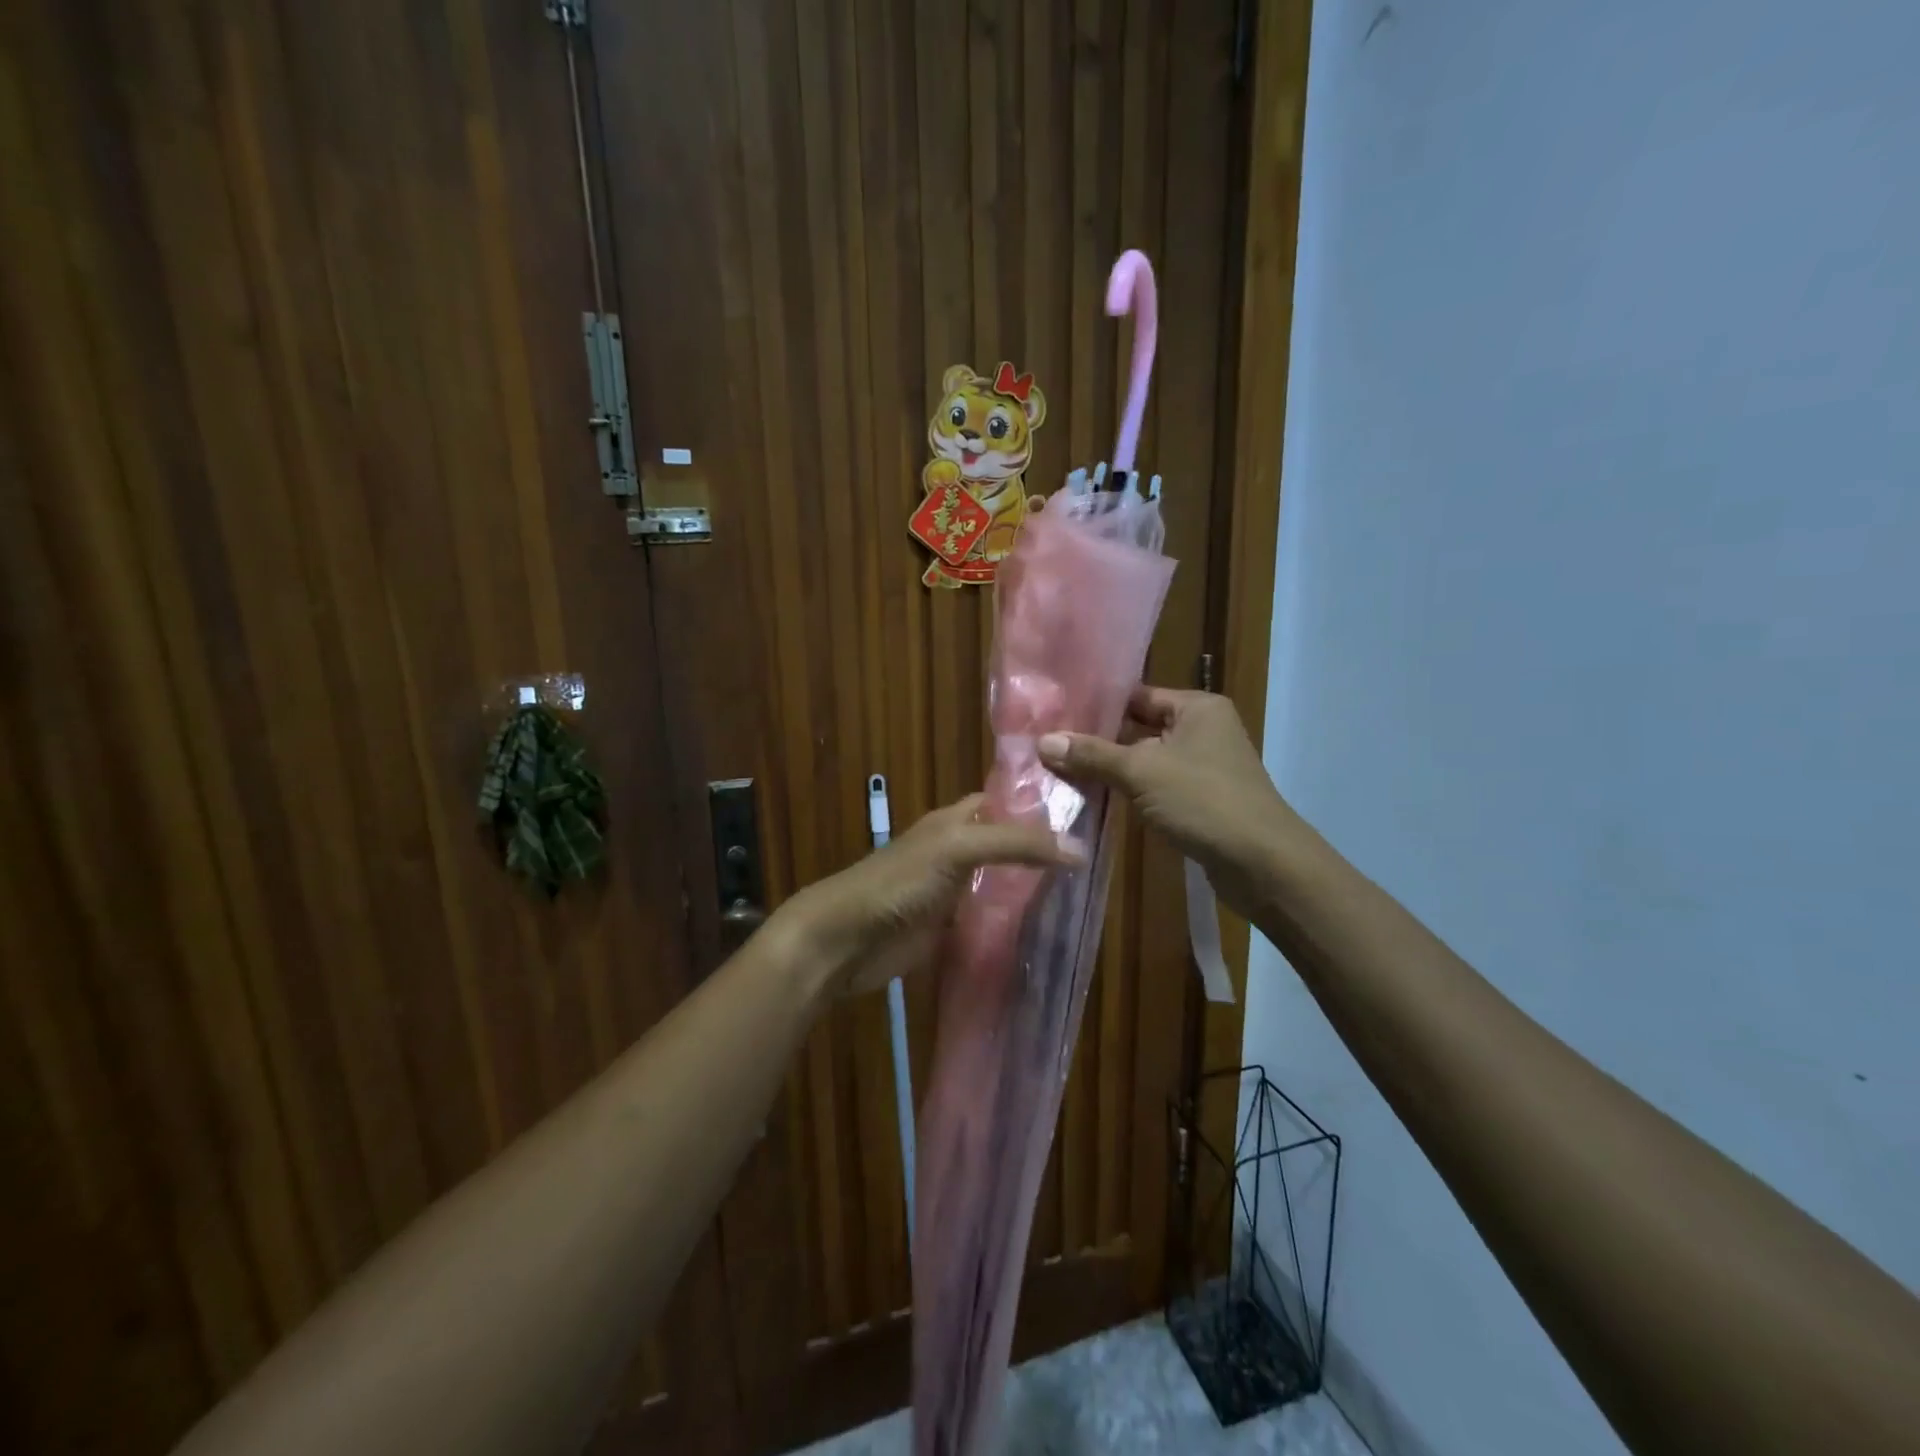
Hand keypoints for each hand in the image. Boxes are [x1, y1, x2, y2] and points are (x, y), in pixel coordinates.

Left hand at [777, 795, 1077, 996]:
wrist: (846, 939)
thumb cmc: (900, 881)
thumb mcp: (958, 849)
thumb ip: (1016, 844)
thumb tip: (1081, 849)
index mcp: (955, 820)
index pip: (1004, 802)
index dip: (1038, 804)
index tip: (1087, 814)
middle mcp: (957, 850)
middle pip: (1006, 844)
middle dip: (1042, 850)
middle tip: (1096, 861)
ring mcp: (953, 891)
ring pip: (1001, 882)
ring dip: (1031, 888)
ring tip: (1084, 895)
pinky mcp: (950, 928)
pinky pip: (990, 919)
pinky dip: (1014, 923)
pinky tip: (1047, 929)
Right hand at [1038, 687, 1295, 918]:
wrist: (1262, 863)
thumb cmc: (1204, 800)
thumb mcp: (1141, 772)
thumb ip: (1092, 755)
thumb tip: (1042, 741)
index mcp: (1197, 707)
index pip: (1137, 695)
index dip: (1098, 705)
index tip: (1056, 715)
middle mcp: (1203, 729)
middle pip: (1139, 727)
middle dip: (1099, 740)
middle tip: (1050, 745)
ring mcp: (1204, 766)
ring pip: (1146, 760)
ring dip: (1112, 768)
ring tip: (1061, 770)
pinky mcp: (1201, 799)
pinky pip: (1157, 786)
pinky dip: (1130, 791)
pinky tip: (1095, 797)